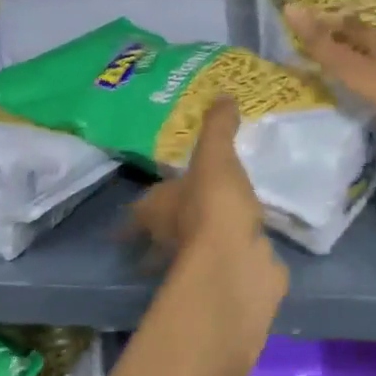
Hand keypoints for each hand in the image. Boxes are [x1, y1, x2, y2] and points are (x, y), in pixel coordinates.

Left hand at [128, 97, 287, 328]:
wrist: (236, 263)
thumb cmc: (212, 204)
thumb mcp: (214, 156)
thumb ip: (217, 128)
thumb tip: (223, 95)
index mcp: (157, 210)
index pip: (138, 212)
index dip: (134, 215)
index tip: (130, 218)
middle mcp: (168, 240)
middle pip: (157, 239)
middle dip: (161, 234)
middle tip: (172, 223)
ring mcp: (195, 265)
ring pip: (186, 256)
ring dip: (193, 248)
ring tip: (211, 234)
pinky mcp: (224, 280)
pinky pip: (223, 266)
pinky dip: (230, 258)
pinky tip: (244, 248)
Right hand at [284, 5, 375, 127]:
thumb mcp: (350, 68)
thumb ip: (321, 43)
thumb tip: (290, 7)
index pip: (348, 23)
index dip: (330, 21)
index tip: (313, 22)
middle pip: (370, 35)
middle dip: (351, 35)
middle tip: (334, 38)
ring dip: (373, 52)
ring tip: (359, 57)